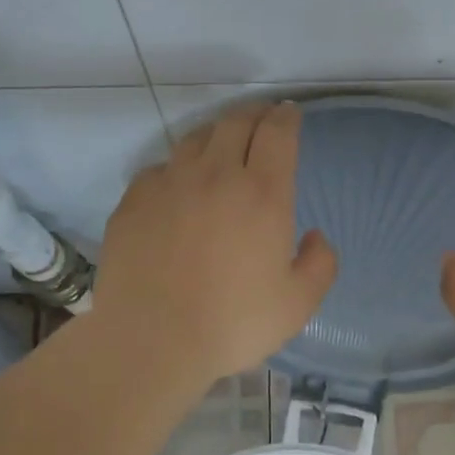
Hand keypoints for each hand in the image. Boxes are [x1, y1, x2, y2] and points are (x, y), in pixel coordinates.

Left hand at [91, 103, 337, 386]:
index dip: (286, 117)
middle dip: (254, 113)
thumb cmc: (232, 324)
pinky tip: (178, 185)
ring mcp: (169, 184)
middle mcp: (216, 175)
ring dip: (216, 133)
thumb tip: (315, 236)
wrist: (151, 341)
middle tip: (262, 118)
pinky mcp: (134, 201)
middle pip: (236, 122)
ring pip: (195, 139)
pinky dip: (176, 168)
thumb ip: (320, 265)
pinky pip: (159, 168)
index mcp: (262, 194)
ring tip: (222, 145)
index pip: (277, 133)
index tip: (290, 114)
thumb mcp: (298, 305)